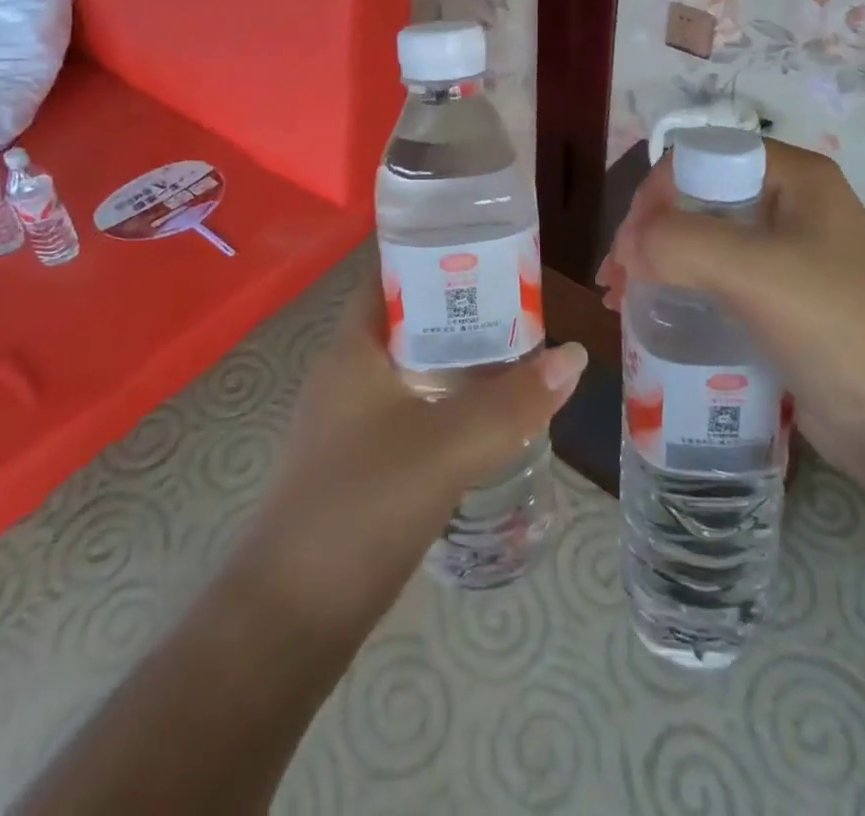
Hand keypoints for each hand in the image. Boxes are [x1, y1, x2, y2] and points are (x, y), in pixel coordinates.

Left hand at [239, 273, 586, 623]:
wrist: (290, 619)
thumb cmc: (361, 506)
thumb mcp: (446, 446)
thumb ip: (513, 401)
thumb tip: (575, 355)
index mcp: (353, 347)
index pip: (392, 272)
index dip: (438, 251)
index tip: (493, 246)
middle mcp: (348, 372)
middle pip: (412, 319)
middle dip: (464, 308)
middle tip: (525, 303)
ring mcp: (351, 419)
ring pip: (415, 368)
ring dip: (461, 360)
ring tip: (521, 353)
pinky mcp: (361, 461)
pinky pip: (414, 410)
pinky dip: (450, 403)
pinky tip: (489, 417)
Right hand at [596, 140, 864, 480]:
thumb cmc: (839, 330)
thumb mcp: (756, 272)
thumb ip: (681, 242)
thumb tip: (628, 245)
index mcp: (796, 179)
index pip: (705, 158)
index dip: (658, 192)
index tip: (630, 244)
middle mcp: (791, 208)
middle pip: (699, 200)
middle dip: (649, 233)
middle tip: (614, 278)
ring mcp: (788, 258)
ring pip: (704, 243)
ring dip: (656, 264)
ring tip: (619, 301)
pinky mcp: (781, 305)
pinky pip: (717, 283)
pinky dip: (679, 294)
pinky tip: (651, 318)